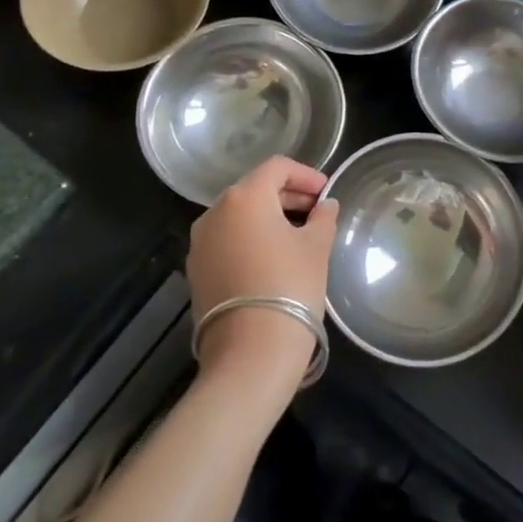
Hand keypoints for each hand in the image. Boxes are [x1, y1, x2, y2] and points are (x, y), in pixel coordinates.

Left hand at [186, 157, 338, 387]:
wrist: (250, 353)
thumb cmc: (290, 287)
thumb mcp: (317, 247)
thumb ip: (323, 217)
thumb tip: (326, 205)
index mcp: (244, 197)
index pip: (276, 168)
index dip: (305, 174)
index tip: (326, 192)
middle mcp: (215, 212)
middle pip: (255, 189)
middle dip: (288, 195)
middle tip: (317, 212)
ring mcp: (200, 243)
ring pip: (239, 215)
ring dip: (268, 217)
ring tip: (297, 235)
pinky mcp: (196, 270)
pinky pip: (227, 240)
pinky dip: (250, 238)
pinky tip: (272, 258)